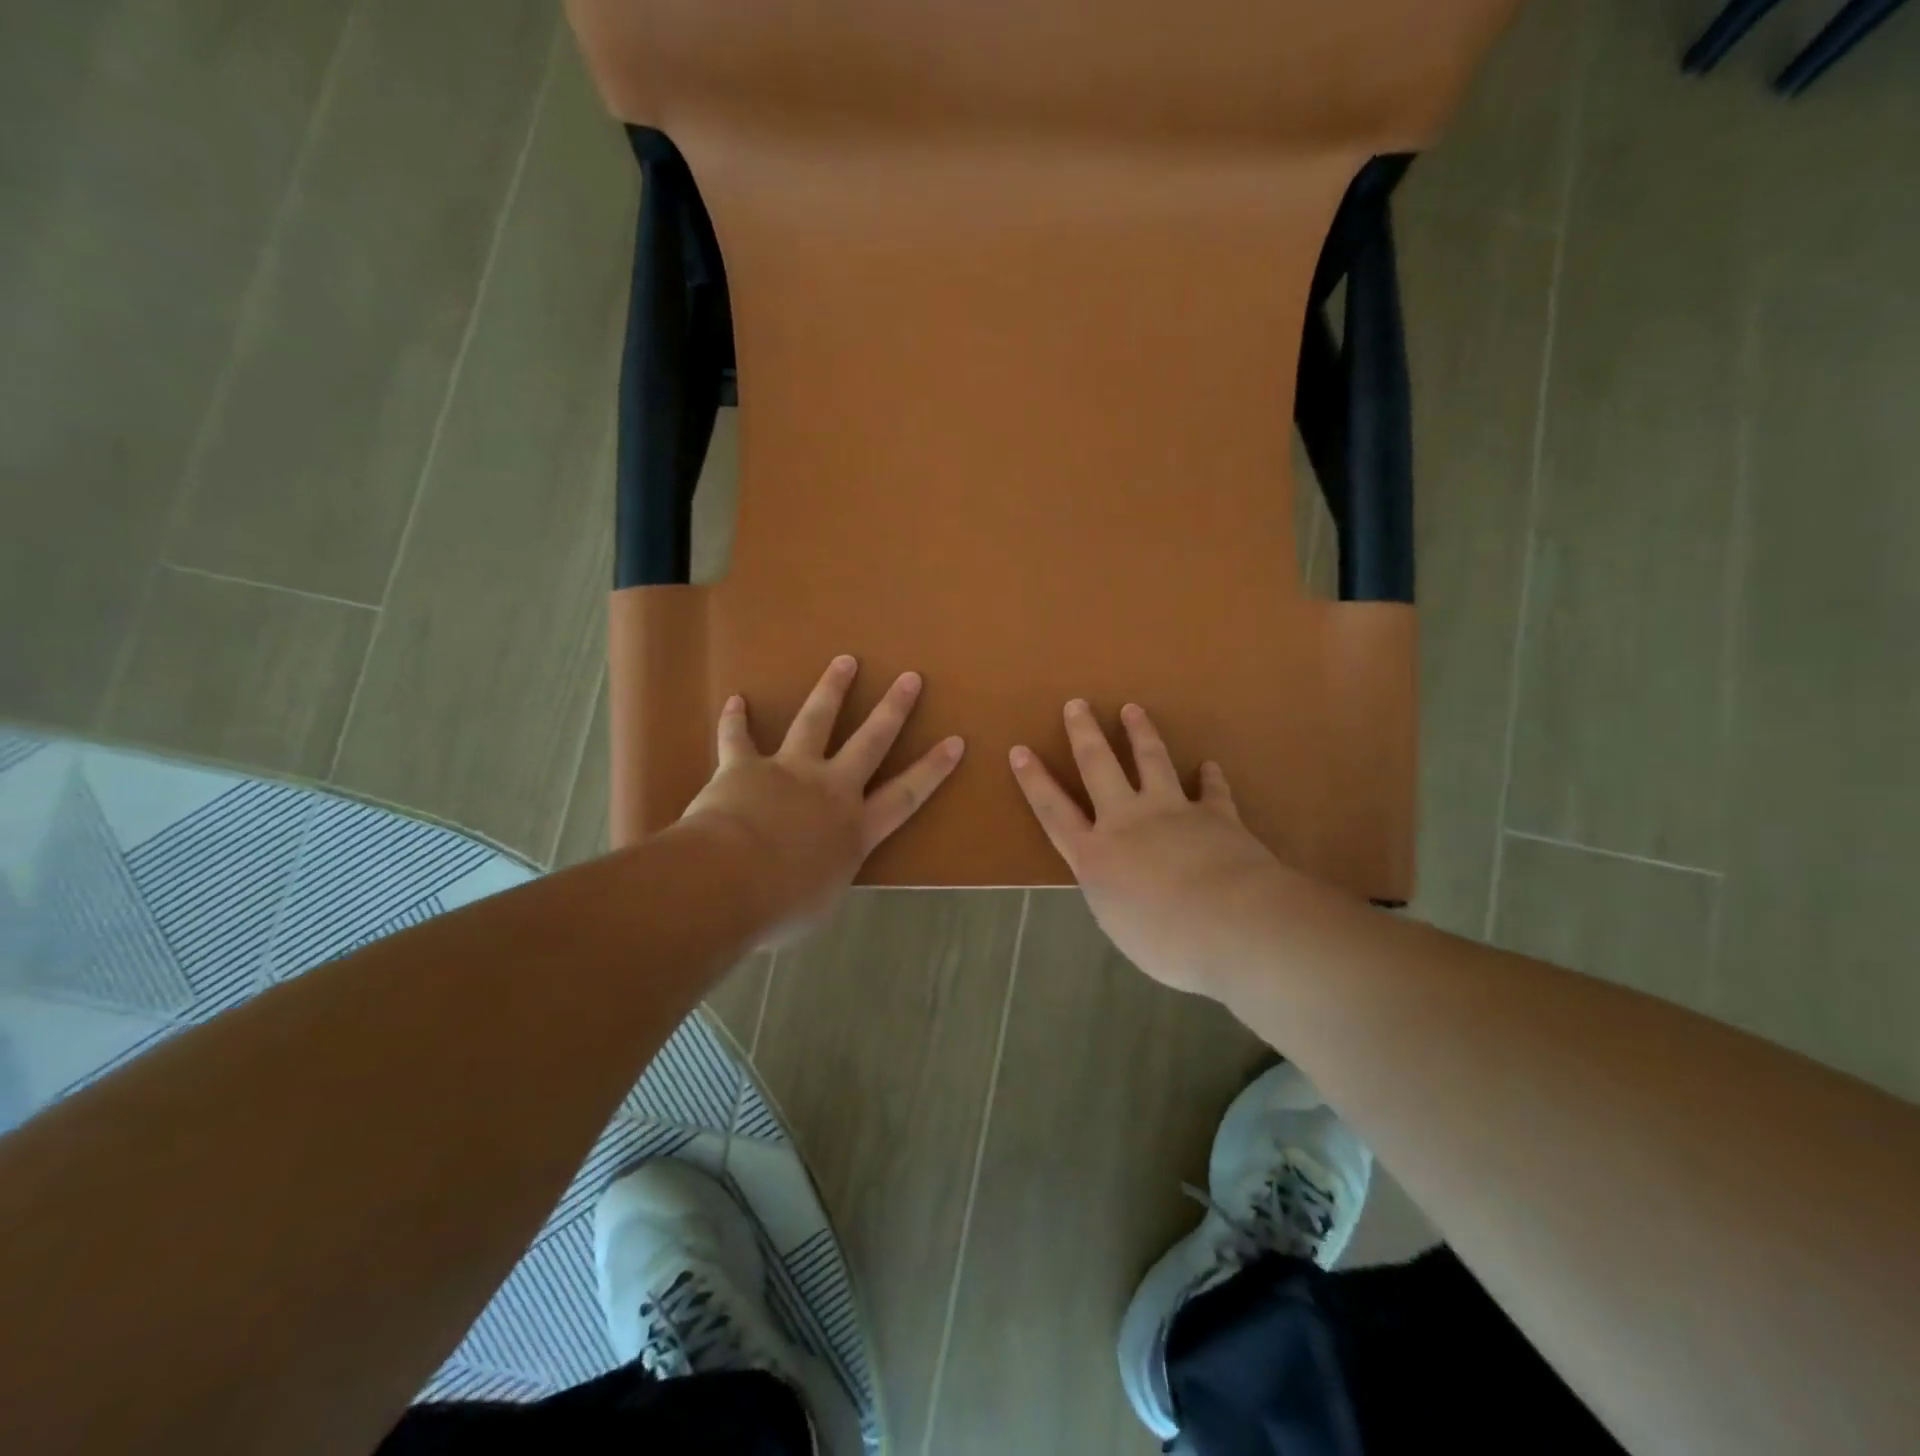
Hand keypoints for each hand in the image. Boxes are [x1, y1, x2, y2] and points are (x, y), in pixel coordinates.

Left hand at [681, 655, 963, 944]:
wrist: (730, 882)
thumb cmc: (781, 906)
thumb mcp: (819, 904)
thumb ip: (825, 877)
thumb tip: (818, 875)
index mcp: (855, 828)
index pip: (905, 794)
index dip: (932, 769)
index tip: (955, 741)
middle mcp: (830, 790)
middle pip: (869, 741)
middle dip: (892, 709)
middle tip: (909, 678)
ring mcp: (789, 772)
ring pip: (815, 721)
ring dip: (831, 689)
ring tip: (845, 661)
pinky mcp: (745, 766)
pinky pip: (738, 738)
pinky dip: (735, 720)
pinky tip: (735, 700)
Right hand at [1010, 700, 1283, 995]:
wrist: (1231, 923)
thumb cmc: (1165, 942)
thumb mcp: (1120, 925)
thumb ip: (1114, 895)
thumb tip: (1120, 886)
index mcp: (1095, 855)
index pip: (1054, 811)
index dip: (1034, 780)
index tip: (1019, 750)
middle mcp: (1127, 822)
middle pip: (1099, 767)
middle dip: (1085, 734)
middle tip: (1077, 704)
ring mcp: (1172, 812)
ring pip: (1151, 761)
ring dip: (1140, 733)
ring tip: (1132, 709)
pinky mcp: (1215, 815)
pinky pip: (1212, 791)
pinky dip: (1211, 777)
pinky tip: (1210, 765)